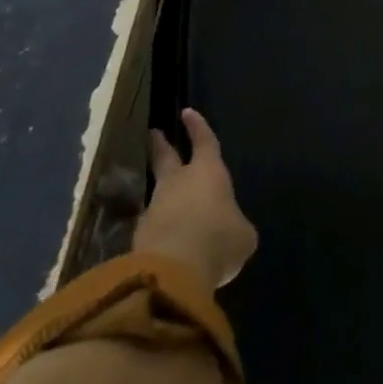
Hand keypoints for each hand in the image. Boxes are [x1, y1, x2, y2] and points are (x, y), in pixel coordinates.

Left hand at [134, 109, 257, 290]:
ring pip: (159, 194)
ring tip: (169, 202)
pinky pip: (154, 226)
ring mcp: (155, 208)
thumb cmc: (218, 240)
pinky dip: (160, 229)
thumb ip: (235, 226)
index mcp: (208, 173)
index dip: (198, 128)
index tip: (187, 112)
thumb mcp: (243, 235)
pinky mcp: (139, 236)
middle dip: (161, 146)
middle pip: (167, 158)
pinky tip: (167, 241)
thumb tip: (231, 230)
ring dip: (163, 196)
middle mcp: (178, 183)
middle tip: (154, 133)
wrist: (173, 271)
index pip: (205, 142)